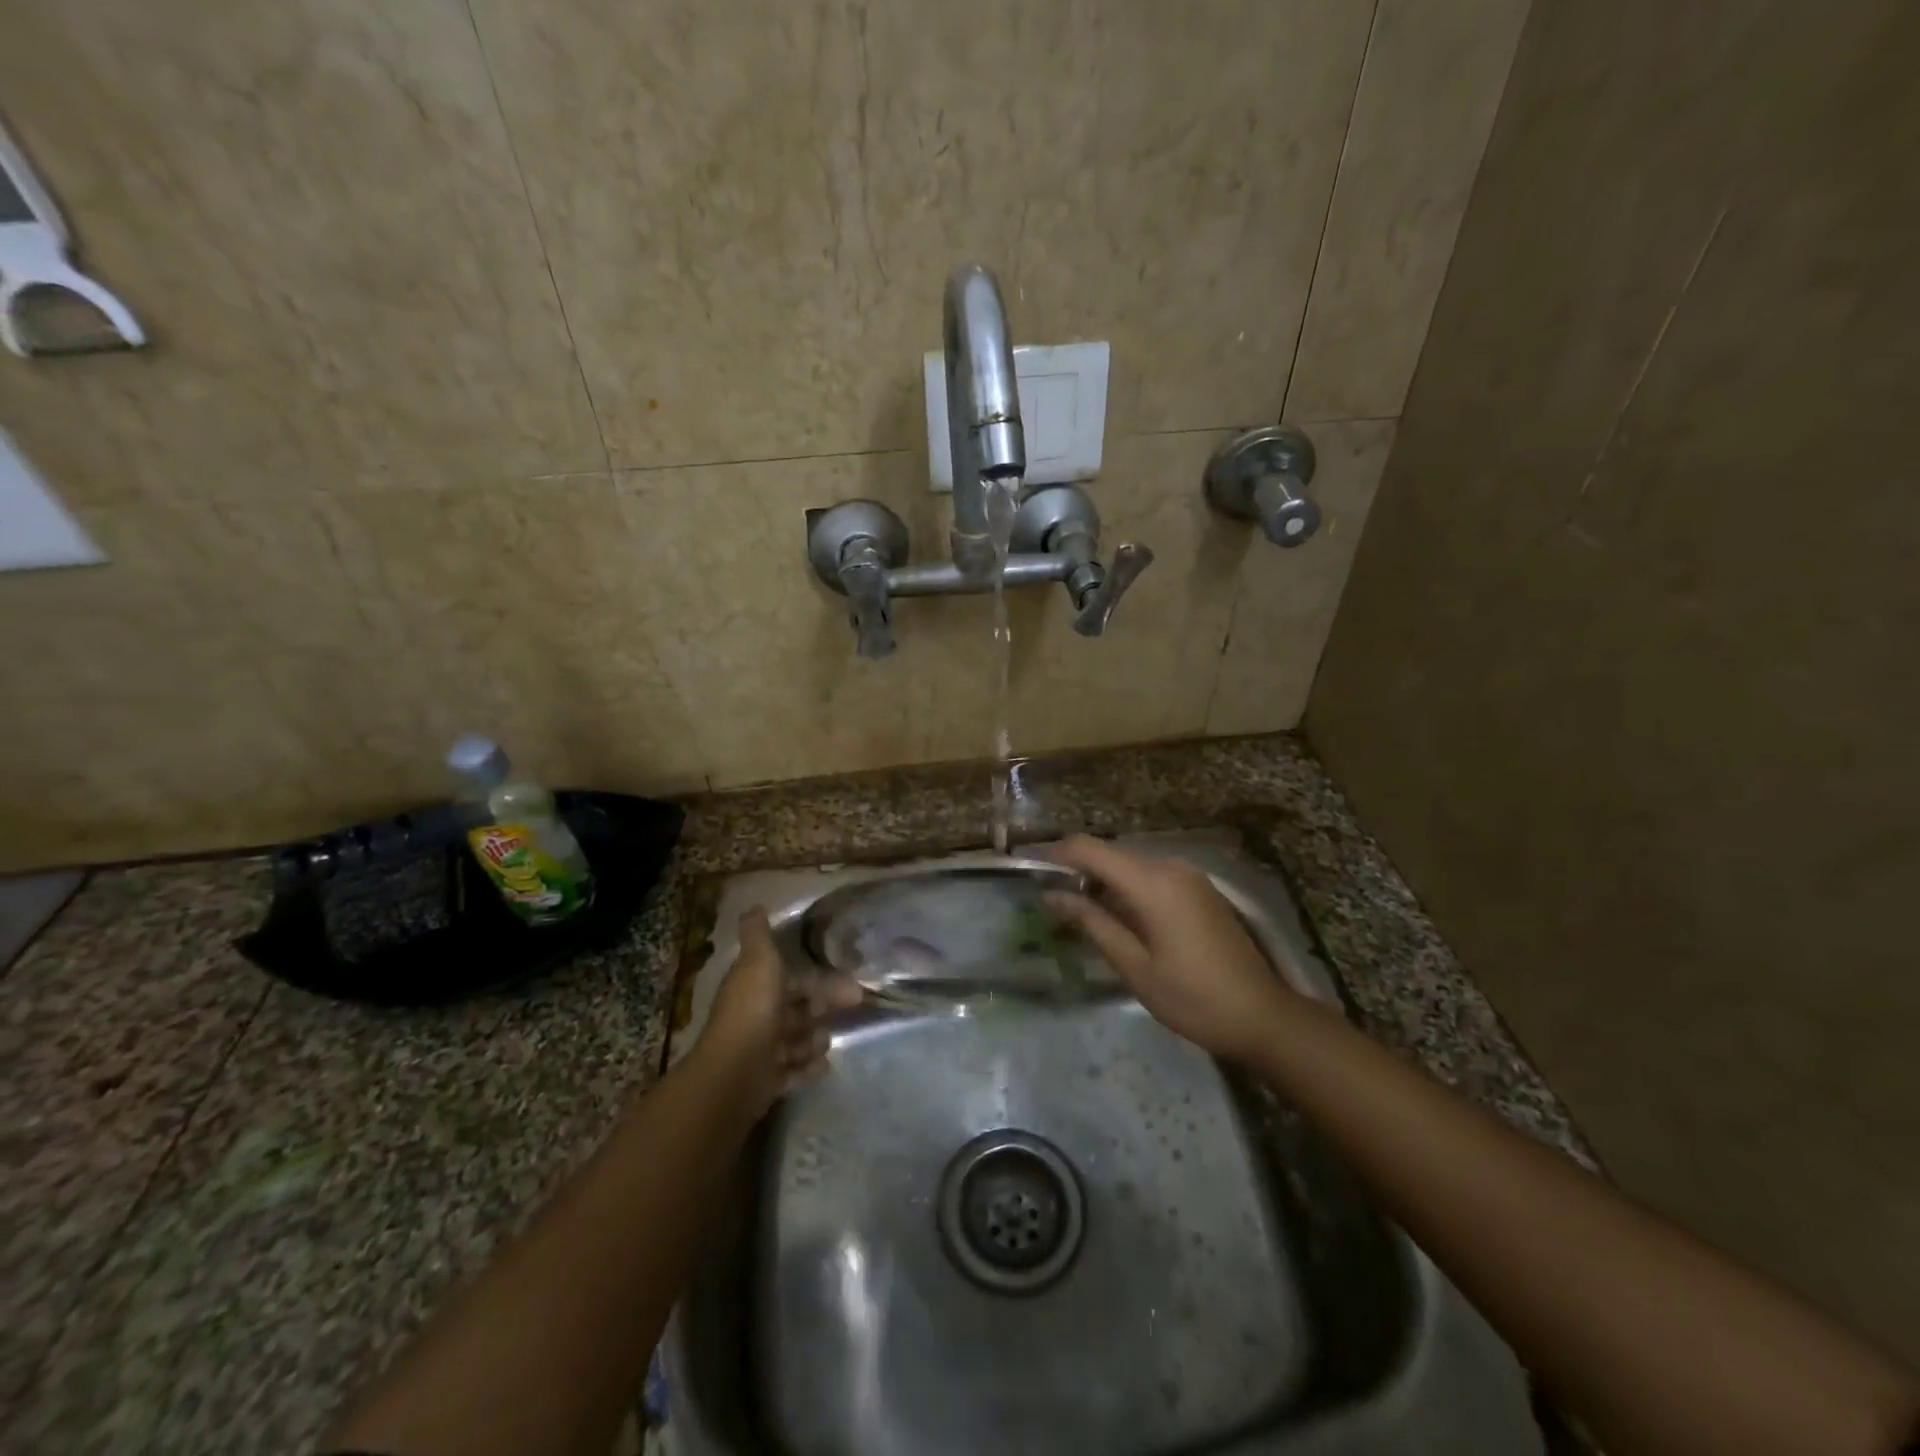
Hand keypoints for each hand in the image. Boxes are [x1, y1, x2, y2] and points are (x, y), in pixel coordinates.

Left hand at [696, 908, 862, 1115]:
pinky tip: (824, 1065)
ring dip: (813, 1040)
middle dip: (822, 1008)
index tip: (849, 982)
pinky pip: (794, 1072)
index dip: (817, 981)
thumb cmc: (753, 1010)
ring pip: (796, 1041)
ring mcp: (762, 1052)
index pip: (791, 981)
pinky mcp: (768, 1082)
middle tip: (854, 1006)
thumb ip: (758, 934)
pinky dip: (808, 1068)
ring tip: (823, 1042)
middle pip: (797, 1011)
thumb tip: (753, 906)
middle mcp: (757, 1018)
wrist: (736, 1071)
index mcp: (755, 988)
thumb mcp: (758, 961)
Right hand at [1046, 836, 1298, 1062]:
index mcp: (1152, 883)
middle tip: (1050, 900)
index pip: (1090, 849)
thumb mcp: (1135, 966)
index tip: (1029, 868)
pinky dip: (1126, 887)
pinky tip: (1117, 916)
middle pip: (1110, 854)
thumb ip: (1092, 923)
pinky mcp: (1199, 889)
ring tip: (1078, 911)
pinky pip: (1151, 876)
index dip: (1056, 854)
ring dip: (1102, 880)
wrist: (1263, 1015)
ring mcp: (1189, 876)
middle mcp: (1170, 867)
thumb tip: (1052, 896)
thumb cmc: (1193, 998)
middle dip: (1077, 869)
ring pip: (1130, 864)